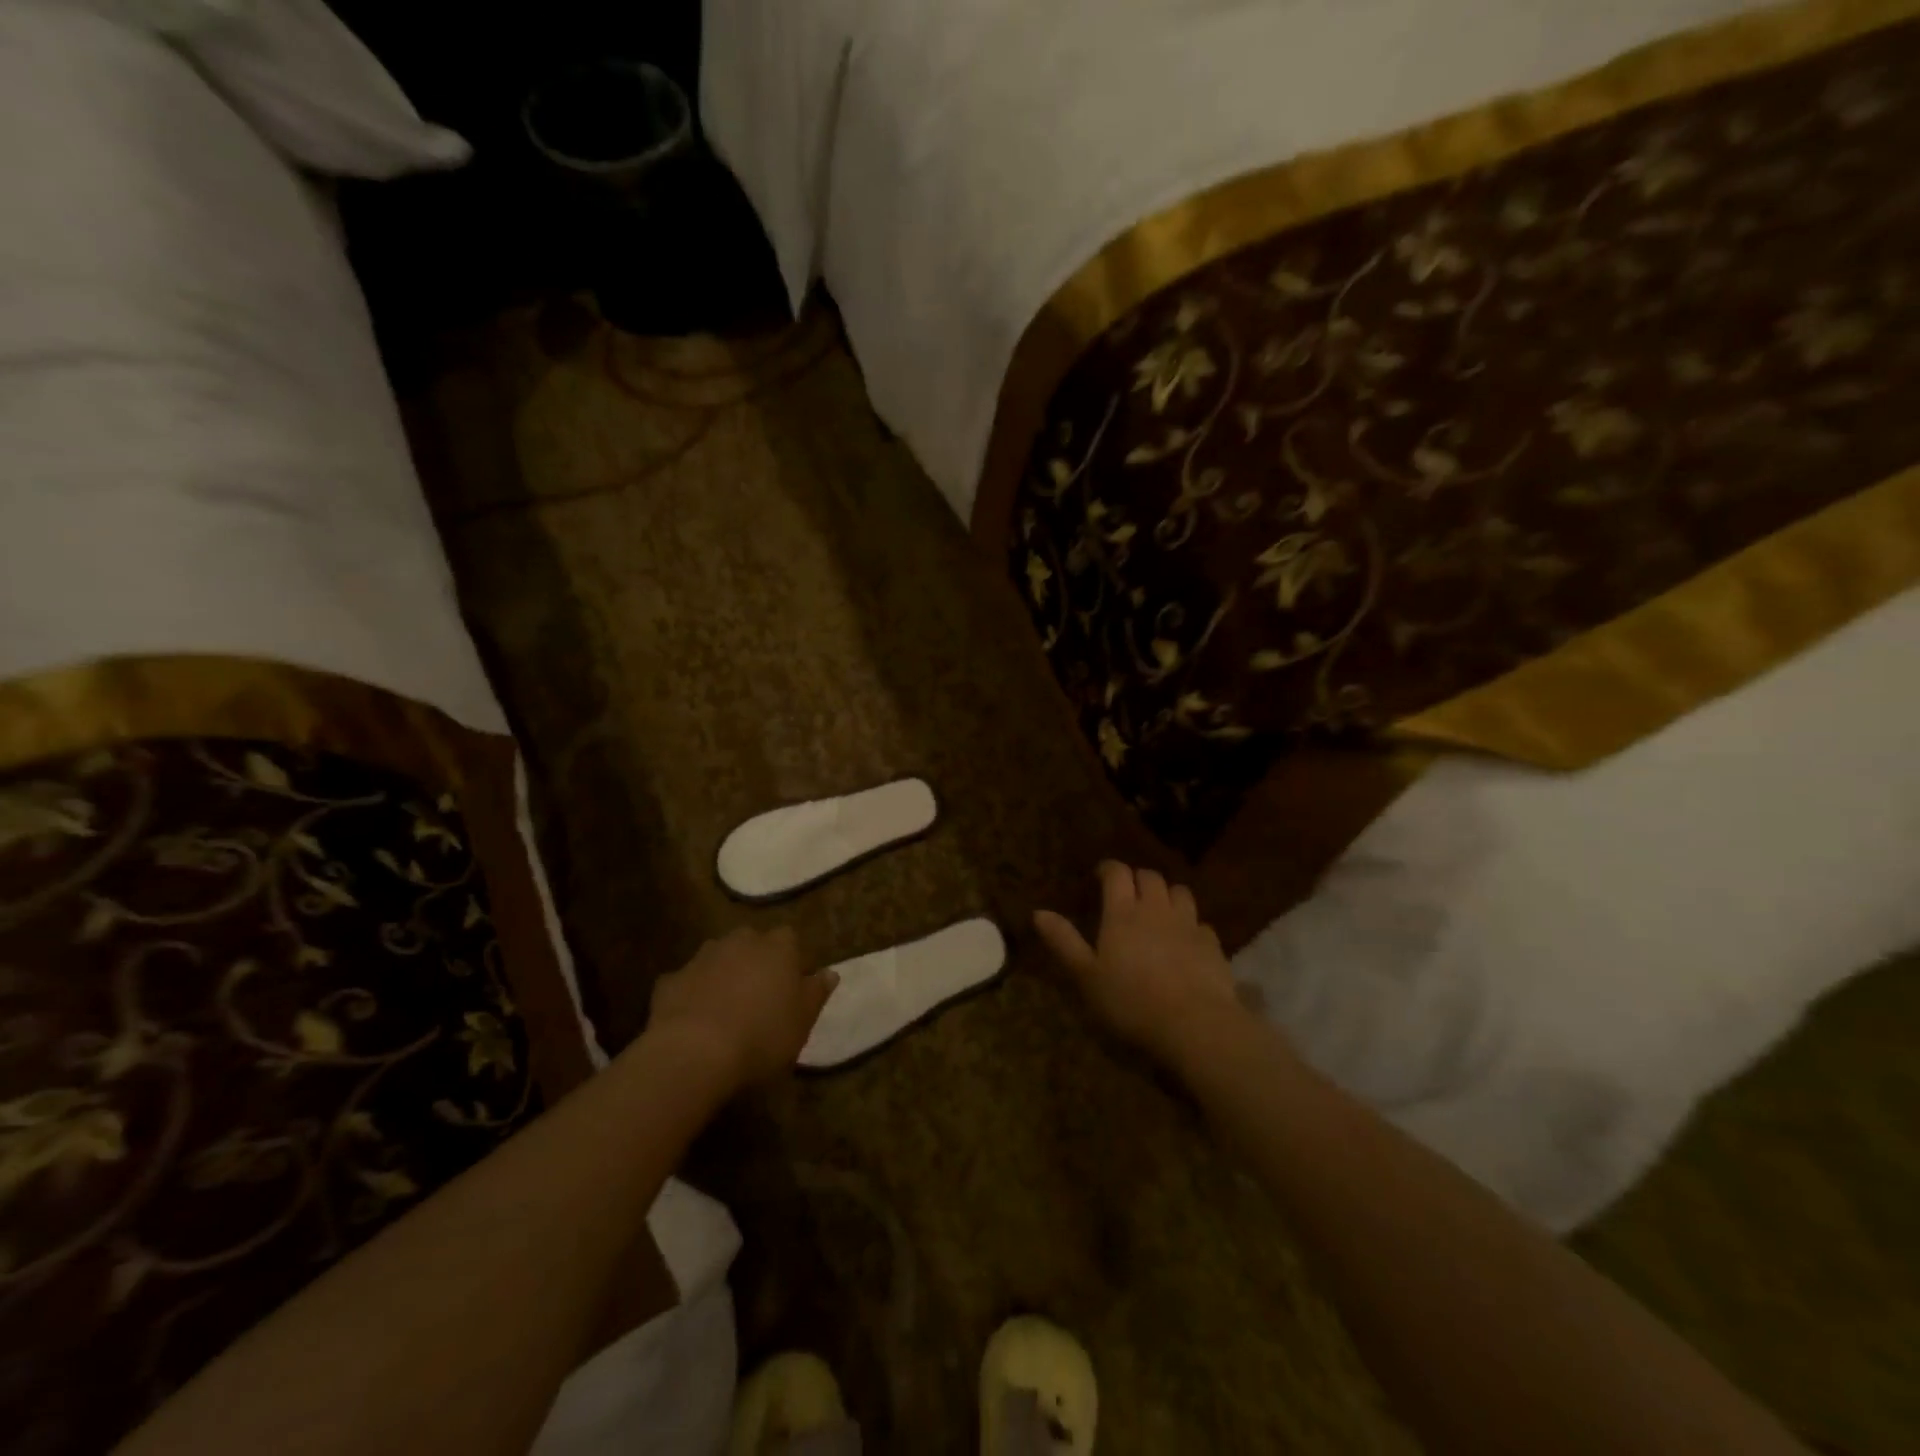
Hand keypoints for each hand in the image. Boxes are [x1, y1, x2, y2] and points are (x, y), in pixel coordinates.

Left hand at [644, 927, 836, 1093]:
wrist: (693, 1053)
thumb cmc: (762, 1036)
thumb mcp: (803, 1021)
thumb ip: (816, 993)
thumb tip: (830, 973)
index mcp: (778, 947)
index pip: (790, 940)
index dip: (791, 961)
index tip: (792, 988)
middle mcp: (740, 941)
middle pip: (752, 944)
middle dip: (755, 963)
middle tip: (759, 997)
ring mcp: (702, 957)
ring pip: (718, 959)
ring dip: (723, 975)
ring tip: (726, 1009)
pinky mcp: (670, 980)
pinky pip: (687, 983)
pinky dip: (691, 995)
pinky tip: (693, 1021)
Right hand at [1035, 861, 1247, 1070]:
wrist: (1193, 1023)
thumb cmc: (1130, 1000)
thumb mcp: (1086, 975)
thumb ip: (1064, 941)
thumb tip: (1038, 912)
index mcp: (1122, 912)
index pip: (1117, 873)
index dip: (1108, 869)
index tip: (1100, 875)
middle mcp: (1156, 909)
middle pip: (1149, 877)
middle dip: (1137, 878)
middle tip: (1127, 893)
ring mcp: (1188, 924)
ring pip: (1179, 892)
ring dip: (1167, 894)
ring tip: (1159, 909)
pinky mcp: (1212, 944)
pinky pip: (1200, 922)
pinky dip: (1191, 924)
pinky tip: (1186, 940)